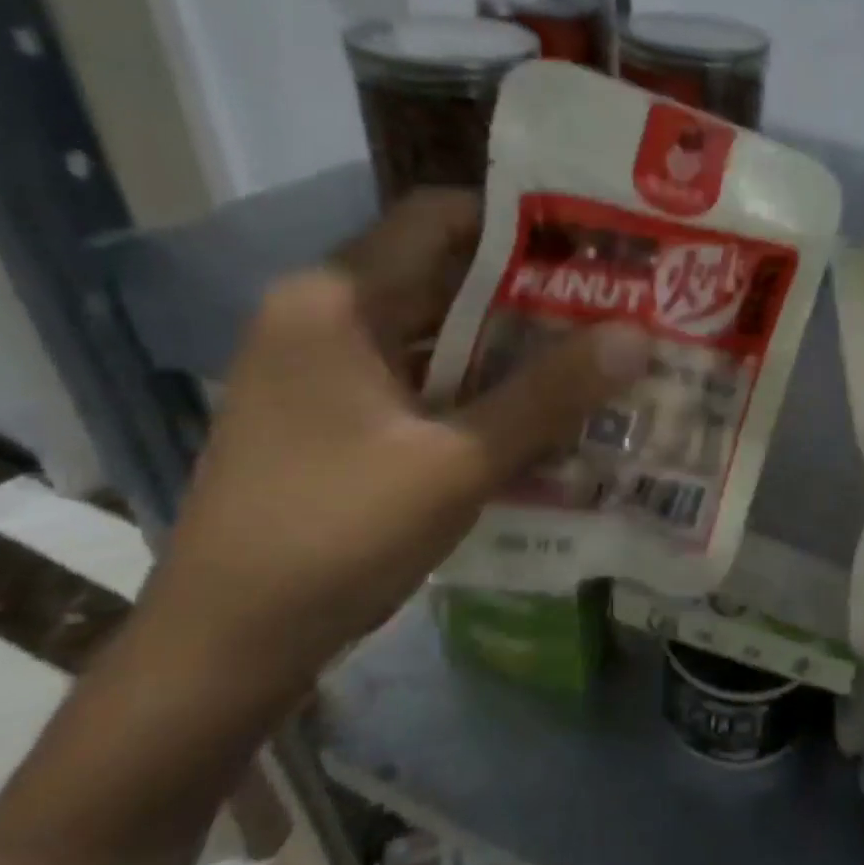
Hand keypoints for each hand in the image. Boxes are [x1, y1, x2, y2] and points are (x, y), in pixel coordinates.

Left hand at [141, 190, 648, 697]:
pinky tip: (542, 412)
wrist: (225, 647)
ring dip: (511, 346)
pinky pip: (423, 380)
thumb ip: (549, 395)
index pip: (439, 217)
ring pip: (437, 334)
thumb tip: (638, 336)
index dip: (521, 223)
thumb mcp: (458, 462)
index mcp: (336, 301)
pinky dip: (480, 388)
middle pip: (444, 277)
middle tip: (616, 307)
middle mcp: (325, 318)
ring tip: (596, 357)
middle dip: (533, 293)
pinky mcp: (335, 417)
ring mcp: (327, 371)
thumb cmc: (335, 535)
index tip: (596, 246)